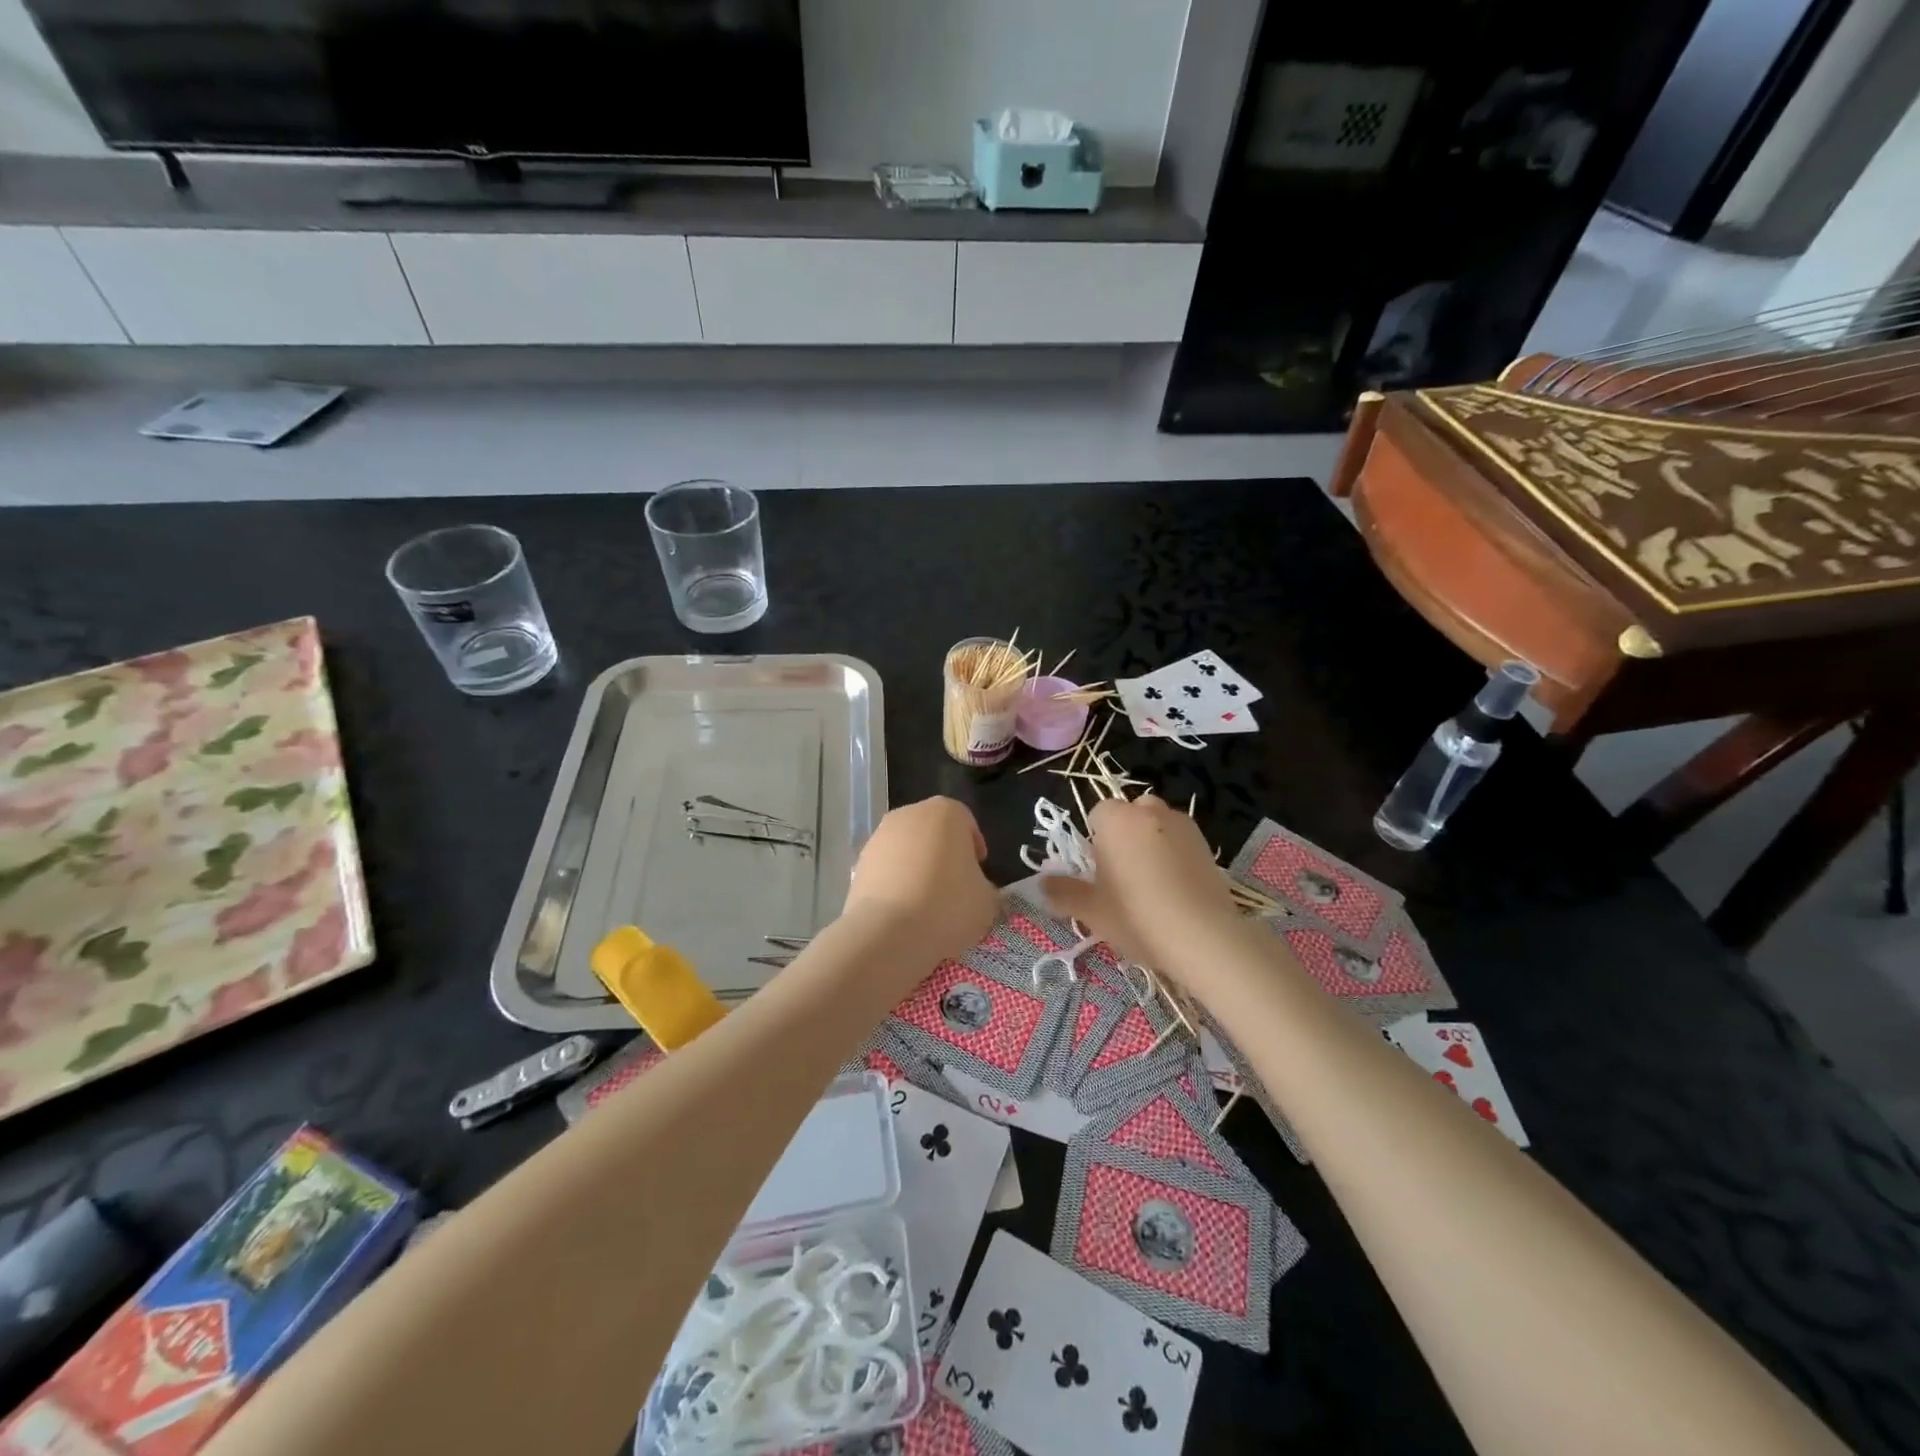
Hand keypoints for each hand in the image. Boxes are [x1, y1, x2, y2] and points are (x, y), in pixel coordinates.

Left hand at [843, 797, 997, 967]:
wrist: (888, 933)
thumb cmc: (948, 905)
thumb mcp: (986, 900)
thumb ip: (983, 886)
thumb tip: (975, 889)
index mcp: (946, 812)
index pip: (966, 822)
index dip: (974, 847)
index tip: (978, 872)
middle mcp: (909, 815)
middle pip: (933, 831)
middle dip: (943, 854)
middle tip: (954, 886)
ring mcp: (879, 837)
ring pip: (906, 849)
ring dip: (917, 868)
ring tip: (927, 903)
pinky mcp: (859, 863)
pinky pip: (886, 870)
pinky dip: (895, 883)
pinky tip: (903, 912)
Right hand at [1042, 796, 1240, 972]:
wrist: (1204, 938)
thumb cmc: (1137, 916)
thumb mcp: (1092, 910)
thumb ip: (1063, 893)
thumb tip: (1041, 885)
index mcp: (1117, 819)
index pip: (1098, 813)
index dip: (1095, 840)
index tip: (1099, 871)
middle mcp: (1151, 811)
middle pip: (1130, 814)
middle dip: (1124, 836)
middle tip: (1123, 877)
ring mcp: (1184, 826)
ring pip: (1157, 826)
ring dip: (1151, 843)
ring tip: (1152, 886)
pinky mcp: (1208, 845)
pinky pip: (1180, 842)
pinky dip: (1175, 856)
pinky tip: (1176, 891)